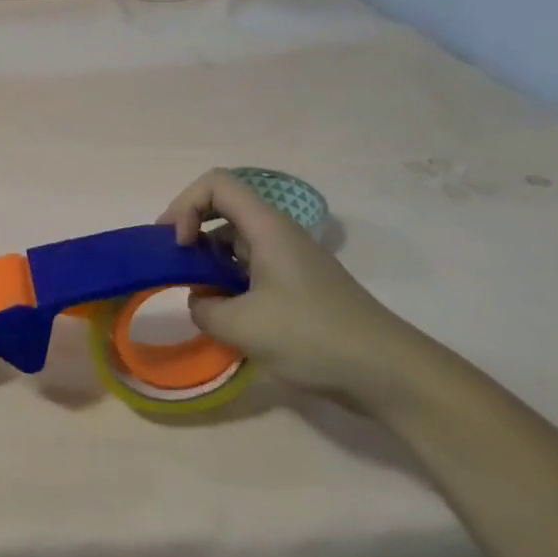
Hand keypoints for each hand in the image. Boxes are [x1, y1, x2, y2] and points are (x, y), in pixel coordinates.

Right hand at [160, 169, 441, 411]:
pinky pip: (250, 268)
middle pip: (223, 208)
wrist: (386, 372)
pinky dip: (228, 283)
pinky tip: (225, 317)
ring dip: (208, 261)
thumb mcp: (240, 325)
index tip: (178, 245)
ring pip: (234, 241)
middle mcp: (277, 234)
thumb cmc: (311, 336)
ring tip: (197, 297)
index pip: (215, 184)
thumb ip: (203, 308)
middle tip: (172, 263)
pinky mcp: (297, 287)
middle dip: (190, 229)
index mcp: (267, 227)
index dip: (185, 205)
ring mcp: (289, 260)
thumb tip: (201, 301)